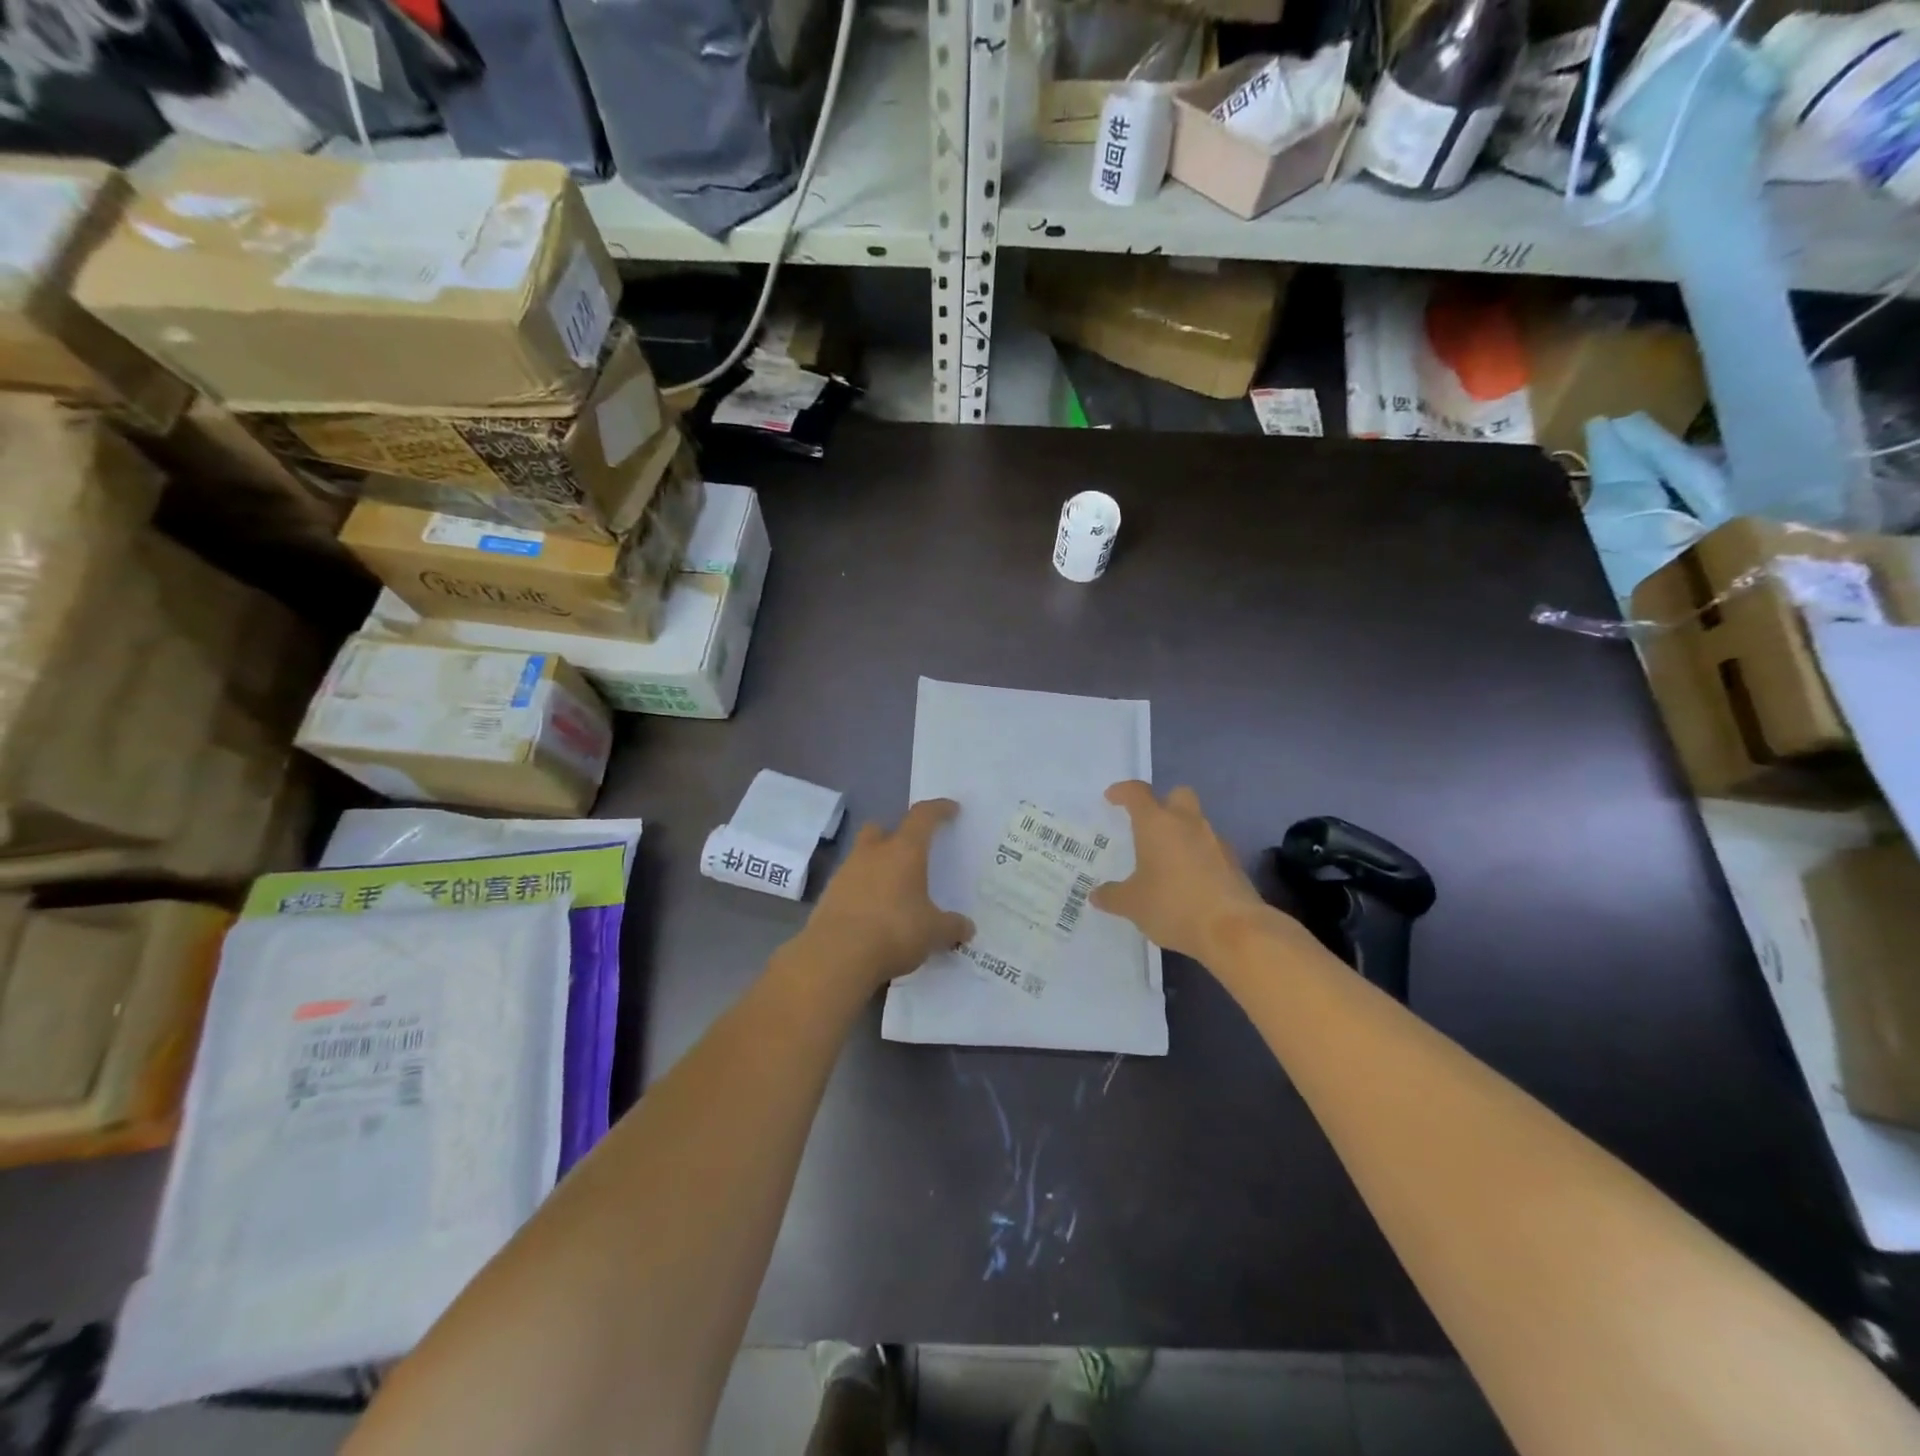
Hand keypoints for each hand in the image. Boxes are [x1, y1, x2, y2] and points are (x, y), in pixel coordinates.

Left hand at [800, 799, 973, 987]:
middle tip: (911, 853)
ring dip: (877, 867)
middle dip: (895, 836)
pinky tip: (873, 915)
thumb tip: (967, 928)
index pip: (922, 816)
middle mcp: (872, 853)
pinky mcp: (827, 897)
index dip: (938, 809)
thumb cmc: (894, 931)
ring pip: (863, 857)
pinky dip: (862, 893)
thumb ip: (952, 926)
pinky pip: (850, 885)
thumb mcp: (933, 932)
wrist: (836, 957)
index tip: (951, 809)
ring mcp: (845, 873)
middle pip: (881, 829)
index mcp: (903, 851)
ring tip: (894, 892)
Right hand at [1091, 781, 1273, 961]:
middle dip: (1163, 803)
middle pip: (1178, 795)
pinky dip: (1198, 858)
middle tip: (1148, 826)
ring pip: (1196, 824)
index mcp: (1157, 824)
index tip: (1112, 798)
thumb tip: (1097, 895)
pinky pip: (1210, 849)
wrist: (1235, 930)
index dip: (1122, 792)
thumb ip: (1112, 896)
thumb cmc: (1174, 906)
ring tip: (1166, 862)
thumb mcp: (1132, 905)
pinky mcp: (1234, 863)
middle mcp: (1188, 823)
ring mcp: (1216, 841)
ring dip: (1181, 834)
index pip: (1137, 793)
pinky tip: (1188, 883)